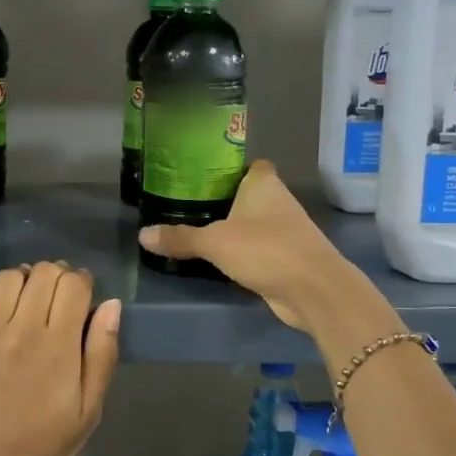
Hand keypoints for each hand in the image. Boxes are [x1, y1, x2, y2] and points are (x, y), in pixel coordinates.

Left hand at [0, 262, 120, 455]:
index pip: (73, 284)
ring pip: (8, 276)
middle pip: (43, 272)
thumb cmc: (44, 448)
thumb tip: (111, 305)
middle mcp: (22, 330)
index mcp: (59, 346)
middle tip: (56, 298)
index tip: (82, 296)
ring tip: (25, 300)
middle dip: (56, 276)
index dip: (82, 281)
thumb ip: (102, 354)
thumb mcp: (89, 410)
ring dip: (23, 279)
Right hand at [138, 161, 368, 335]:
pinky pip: (256, 248)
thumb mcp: (215, 242)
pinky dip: (241, 252)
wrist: (313, 290)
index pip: (247, 165)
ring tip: (195, 231)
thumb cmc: (265, 249)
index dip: (227, 169)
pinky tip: (218, 258)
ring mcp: (285, 230)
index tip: (200, 176)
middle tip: (186, 205)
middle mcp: (277, 201)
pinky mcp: (286, 257)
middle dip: (222, 200)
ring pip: (251, 223)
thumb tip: (142, 235)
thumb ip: (180, 238)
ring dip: (232, 228)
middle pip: (246, 194)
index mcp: (264, 183)